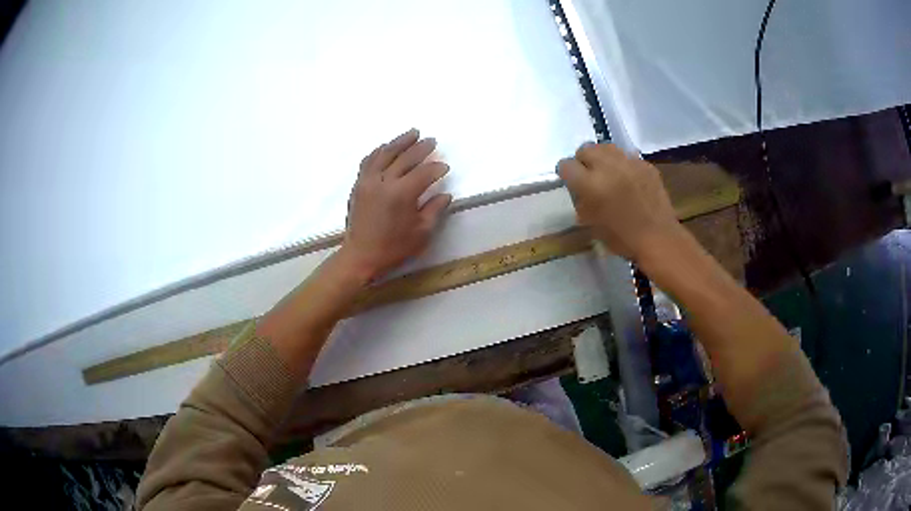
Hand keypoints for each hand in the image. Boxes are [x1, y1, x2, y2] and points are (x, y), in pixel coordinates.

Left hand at [339, 129, 451, 280]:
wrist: (360, 256)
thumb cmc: (393, 248)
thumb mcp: (421, 233)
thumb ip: (434, 210)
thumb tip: (445, 195)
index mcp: (401, 194)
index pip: (423, 173)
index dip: (436, 168)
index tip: (445, 167)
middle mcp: (383, 182)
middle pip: (405, 157)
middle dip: (421, 148)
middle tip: (432, 141)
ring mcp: (368, 181)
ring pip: (385, 153)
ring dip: (400, 141)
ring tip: (413, 133)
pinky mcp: (358, 184)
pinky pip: (369, 160)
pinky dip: (380, 150)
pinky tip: (387, 146)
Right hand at [557, 143, 681, 260]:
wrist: (658, 239)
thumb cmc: (621, 238)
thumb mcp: (590, 223)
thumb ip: (581, 200)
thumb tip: (579, 189)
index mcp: (590, 183)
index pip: (566, 165)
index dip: (566, 173)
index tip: (571, 181)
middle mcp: (608, 166)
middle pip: (586, 149)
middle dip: (584, 160)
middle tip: (589, 175)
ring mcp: (629, 163)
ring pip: (607, 148)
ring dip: (603, 158)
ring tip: (609, 173)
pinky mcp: (645, 165)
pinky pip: (628, 157)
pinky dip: (624, 165)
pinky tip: (629, 181)